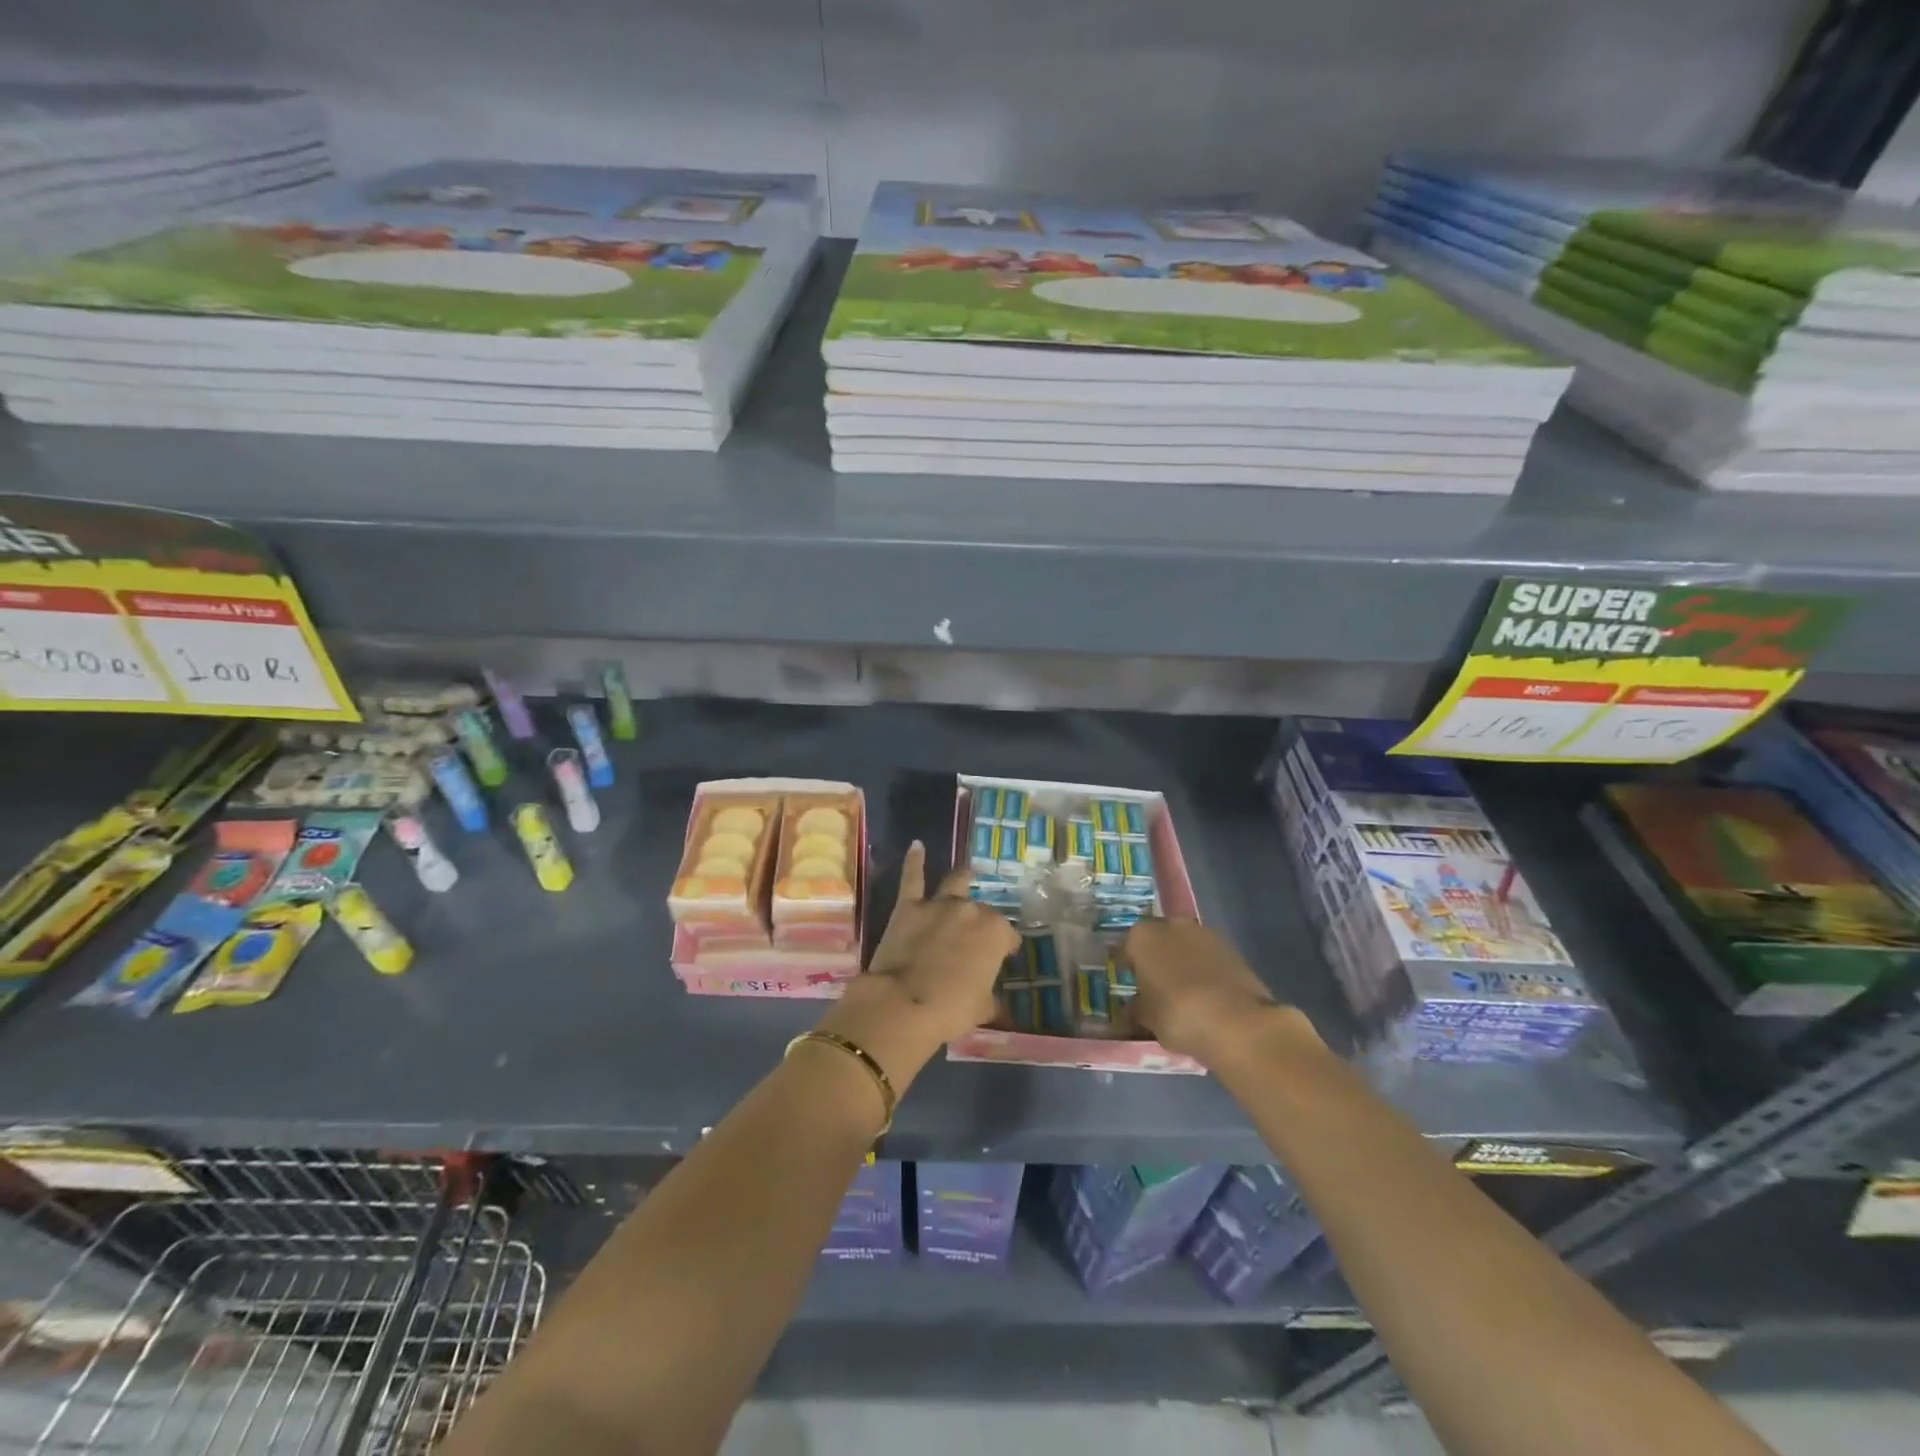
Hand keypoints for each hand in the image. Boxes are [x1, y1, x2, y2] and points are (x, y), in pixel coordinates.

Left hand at [816, 842, 1019, 1088]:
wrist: (903, 1004)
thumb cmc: (951, 1009)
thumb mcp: (981, 1008)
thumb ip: (989, 997)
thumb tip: (992, 1002)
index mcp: (995, 933)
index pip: (1007, 936)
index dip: (1005, 947)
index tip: (1002, 957)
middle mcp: (971, 911)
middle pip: (982, 911)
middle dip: (981, 921)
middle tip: (976, 936)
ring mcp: (938, 905)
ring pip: (955, 883)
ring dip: (962, 878)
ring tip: (967, 872)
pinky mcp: (908, 907)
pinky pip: (912, 878)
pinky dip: (914, 861)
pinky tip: (917, 845)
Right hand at [1124, 918, 1314, 1067]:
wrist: (1237, 1023)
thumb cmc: (1178, 1015)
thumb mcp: (1147, 1018)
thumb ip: (1137, 1007)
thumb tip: (1133, 1007)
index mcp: (1142, 936)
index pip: (1126, 948)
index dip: (1127, 967)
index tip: (1129, 984)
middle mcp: (1172, 925)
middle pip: (1158, 940)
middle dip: (1156, 958)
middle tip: (1156, 986)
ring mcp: (1205, 933)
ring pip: (1185, 946)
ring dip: (1182, 962)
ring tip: (1183, 991)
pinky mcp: (1232, 948)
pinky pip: (1208, 957)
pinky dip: (1204, 970)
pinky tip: (1206, 994)